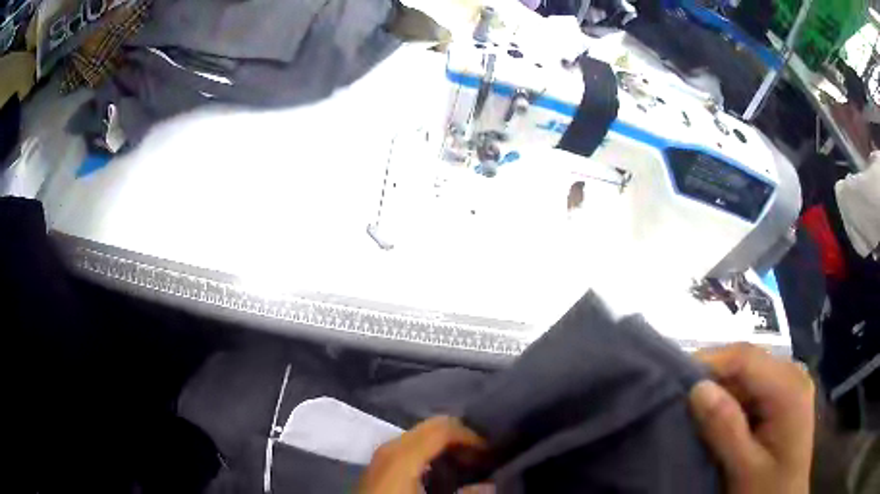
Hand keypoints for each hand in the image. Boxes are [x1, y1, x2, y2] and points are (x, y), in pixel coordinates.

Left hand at [359, 416, 487, 493]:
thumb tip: (489, 485)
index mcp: (403, 454)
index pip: (443, 428)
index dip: (471, 437)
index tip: (490, 453)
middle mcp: (391, 446)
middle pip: (432, 427)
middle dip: (460, 438)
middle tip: (481, 458)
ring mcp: (383, 454)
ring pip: (421, 436)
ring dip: (446, 445)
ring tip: (466, 465)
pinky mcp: (380, 465)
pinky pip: (411, 447)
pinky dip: (432, 452)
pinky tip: (442, 471)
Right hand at [689, 343, 814, 493]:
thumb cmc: (768, 490)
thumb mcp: (744, 468)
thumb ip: (726, 429)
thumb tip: (697, 389)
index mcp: (789, 388)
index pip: (746, 357)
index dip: (709, 362)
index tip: (674, 379)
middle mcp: (793, 375)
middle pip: (747, 362)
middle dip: (713, 377)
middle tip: (680, 399)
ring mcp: (790, 384)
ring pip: (748, 373)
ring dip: (721, 390)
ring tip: (694, 410)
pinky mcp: (784, 397)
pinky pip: (753, 387)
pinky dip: (732, 400)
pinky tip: (718, 417)